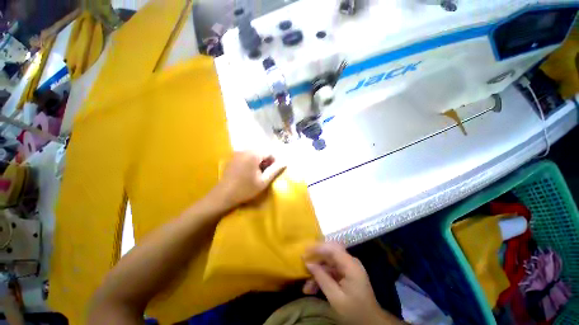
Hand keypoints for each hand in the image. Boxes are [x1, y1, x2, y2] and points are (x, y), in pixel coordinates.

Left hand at [212, 151, 285, 209]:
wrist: (223, 196)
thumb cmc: (245, 189)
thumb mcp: (263, 181)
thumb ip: (275, 170)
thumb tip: (285, 163)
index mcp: (253, 155)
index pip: (269, 152)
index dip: (274, 161)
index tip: (272, 171)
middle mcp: (245, 151)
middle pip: (261, 152)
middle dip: (266, 161)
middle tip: (265, 174)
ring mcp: (237, 154)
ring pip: (254, 154)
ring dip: (259, 162)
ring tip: (258, 174)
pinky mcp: (233, 158)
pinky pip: (247, 156)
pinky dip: (251, 162)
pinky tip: (249, 172)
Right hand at [304, 243, 400, 324]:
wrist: (371, 322)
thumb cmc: (355, 311)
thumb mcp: (336, 298)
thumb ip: (322, 278)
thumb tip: (308, 264)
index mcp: (351, 265)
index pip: (333, 249)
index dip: (318, 247)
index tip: (305, 251)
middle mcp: (350, 262)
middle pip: (330, 253)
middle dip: (316, 257)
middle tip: (303, 260)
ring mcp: (348, 268)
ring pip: (329, 263)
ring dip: (317, 271)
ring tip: (306, 285)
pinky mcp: (346, 274)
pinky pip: (331, 271)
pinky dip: (322, 277)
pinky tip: (312, 288)